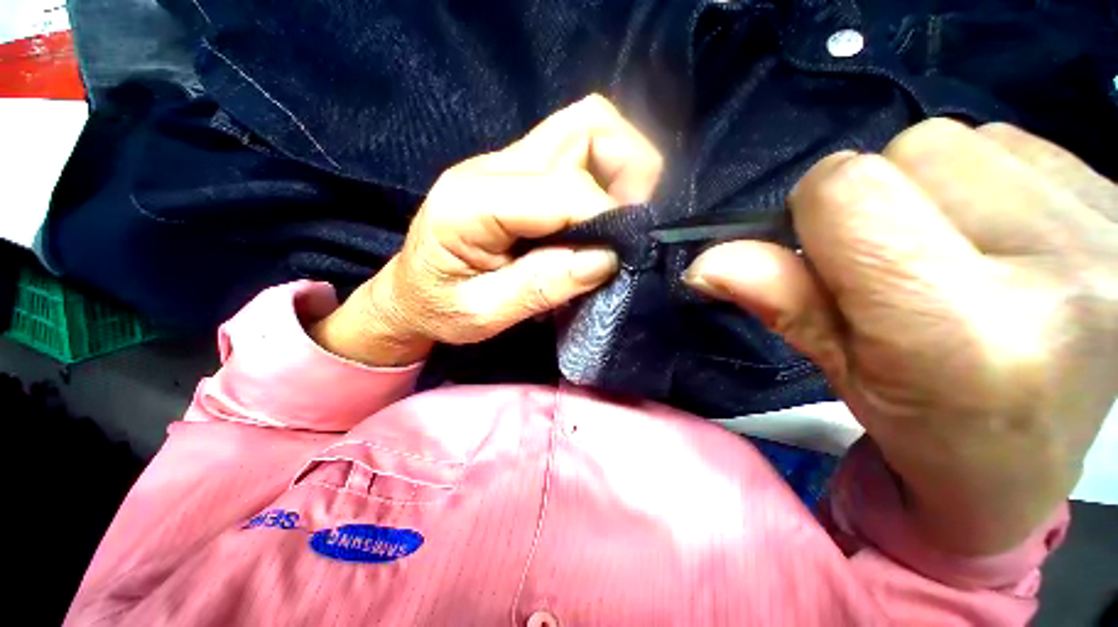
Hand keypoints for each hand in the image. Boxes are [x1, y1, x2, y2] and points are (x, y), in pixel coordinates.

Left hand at [310, 95, 662, 365]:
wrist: (411, 291)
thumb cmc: (439, 308)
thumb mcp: (484, 314)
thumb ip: (541, 286)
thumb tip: (606, 259)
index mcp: (470, 204)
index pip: (563, 189)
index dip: (606, 218)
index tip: (621, 256)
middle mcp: (490, 166)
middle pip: (585, 126)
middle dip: (629, 170)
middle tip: (630, 224)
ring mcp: (505, 162)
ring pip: (586, 128)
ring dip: (620, 169)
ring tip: (618, 219)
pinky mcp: (517, 171)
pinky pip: (577, 151)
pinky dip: (604, 175)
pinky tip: (598, 215)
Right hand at [685, 119, 1117, 554]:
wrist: (1033, 460)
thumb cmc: (927, 430)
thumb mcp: (838, 371)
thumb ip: (777, 301)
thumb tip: (705, 262)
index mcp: (964, 332)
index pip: (850, 191)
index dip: (816, 211)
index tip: (829, 251)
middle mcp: (1056, 267)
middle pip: (910, 149)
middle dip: (880, 200)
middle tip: (900, 266)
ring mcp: (1103, 226)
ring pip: (961, 138)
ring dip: (931, 189)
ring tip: (955, 255)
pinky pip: (1012, 144)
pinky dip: (984, 183)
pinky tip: (1003, 240)